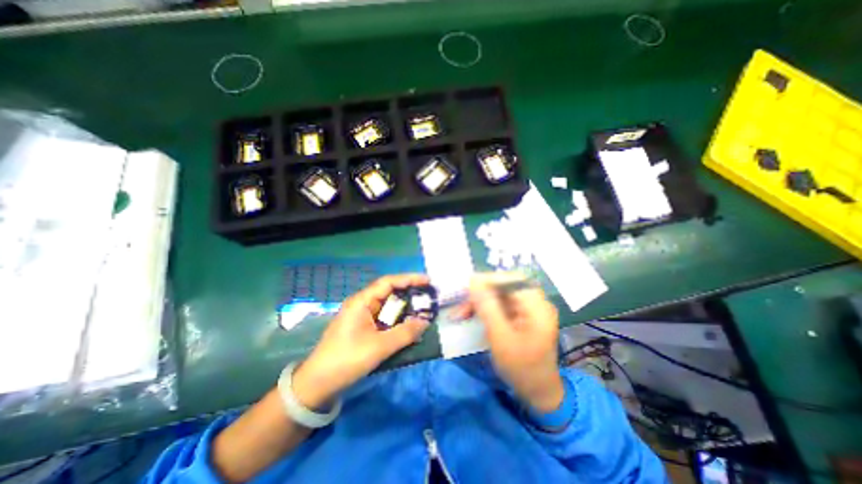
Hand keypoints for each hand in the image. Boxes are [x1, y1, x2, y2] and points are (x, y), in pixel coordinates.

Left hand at [296, 275, 431, 409]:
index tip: (427, 281)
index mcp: (362, 301)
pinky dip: (397, 321)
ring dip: (404, 309)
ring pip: (388, 307)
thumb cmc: (346, 360)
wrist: (317, 385)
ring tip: (423, 311)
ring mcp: (362, 317)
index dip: (409, 279)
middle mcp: (362, 304)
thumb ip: (405, 333)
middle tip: (429, 297)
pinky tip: (408, 326)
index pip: (388, 282)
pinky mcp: (363, 329)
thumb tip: (425, 321)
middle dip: (409, 294)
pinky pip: (384, 319)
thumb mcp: (379, 347)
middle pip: (389, 293)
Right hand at [453, 273, 562, 412]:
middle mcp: (534, 303)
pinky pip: (498, 305)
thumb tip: (473, 280)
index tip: (467, 287)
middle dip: (480, 293)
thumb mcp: (500, 338)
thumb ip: (487, 307)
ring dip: (478, 302)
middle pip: (504, 287)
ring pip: (498, 295)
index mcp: (537, 306)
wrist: (538, 393)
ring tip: (460, 313)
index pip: (512, 279)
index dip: (489, 279)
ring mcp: (527, 309)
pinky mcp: (520, 316)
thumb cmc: (521, 368)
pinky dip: (483, 309)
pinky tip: (470, 316)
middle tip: (461, 304)